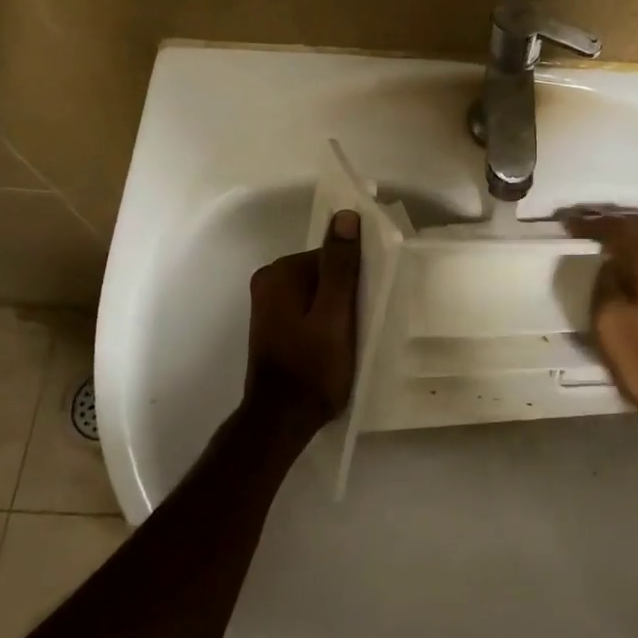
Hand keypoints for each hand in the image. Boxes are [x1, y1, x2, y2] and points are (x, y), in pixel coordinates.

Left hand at [245, 210, 361, 428]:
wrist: (281, 422)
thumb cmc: (313, 368)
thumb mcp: (335, 315)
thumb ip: (340, 265)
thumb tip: (345, 215)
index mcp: (280, 273)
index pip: (331, 257)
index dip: (355, 278)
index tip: (369, 303)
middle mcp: (268, 281)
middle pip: (323, 273)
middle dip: (345, 293)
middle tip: (362, 323)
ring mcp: (268, 305)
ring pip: (317, 293)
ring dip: (337, 309)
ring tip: (351, 337)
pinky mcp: (272, 326)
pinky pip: (307, 310)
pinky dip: (323, 321)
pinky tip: (334, 344)